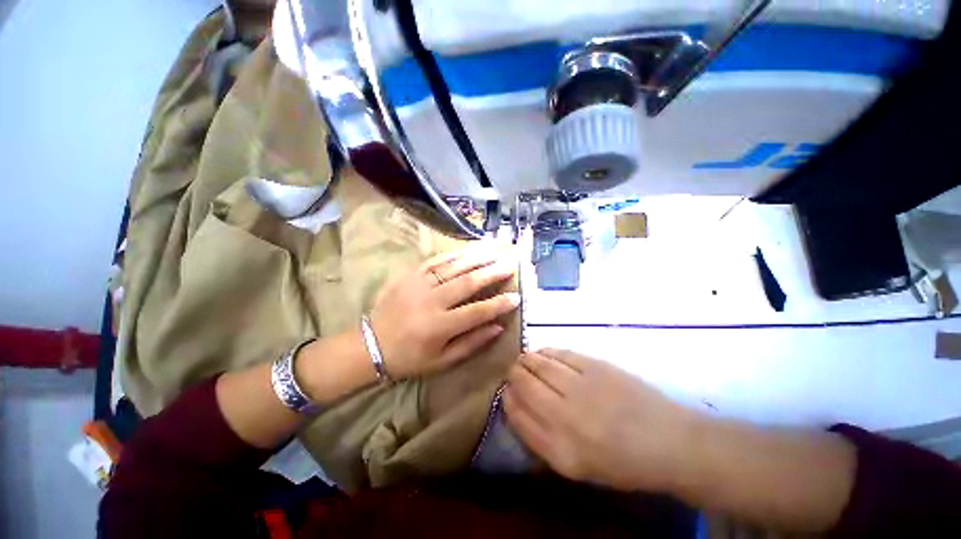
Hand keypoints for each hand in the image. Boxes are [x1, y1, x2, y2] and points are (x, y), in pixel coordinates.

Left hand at [369, 244, 519, 378]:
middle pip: (468, 282)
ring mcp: (419, 285)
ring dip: (477, 258)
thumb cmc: (409, 358)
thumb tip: (498, 327)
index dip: (499, 304)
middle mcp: (431, 302)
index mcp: (440, 326)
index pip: (478, 312)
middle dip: (493, 272)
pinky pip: (434, 261)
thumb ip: (472, 343)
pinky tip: (467, 251)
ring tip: (495, 251)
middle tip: (511, 264)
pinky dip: (452, 255)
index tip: (517, 297)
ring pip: (453, 267)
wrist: (371, 345)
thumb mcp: (442, 361)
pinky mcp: (409, 276)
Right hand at [505, 349, 700, 491]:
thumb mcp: (577, 466)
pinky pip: (559, 352)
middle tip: (513, 371)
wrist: (670, 443)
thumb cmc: (621, 461)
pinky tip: (543, 353)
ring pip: (538, 363)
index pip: (517, 415)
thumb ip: (542, 438)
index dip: (507, 399)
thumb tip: (517, 404)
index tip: (506, 391)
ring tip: (525, 360)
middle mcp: (565, 416)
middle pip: (523, 383)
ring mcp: (581, 387)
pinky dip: (546, 351)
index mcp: (559, 450)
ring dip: (526, 359)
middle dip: (512, 374)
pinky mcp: (595, 366)